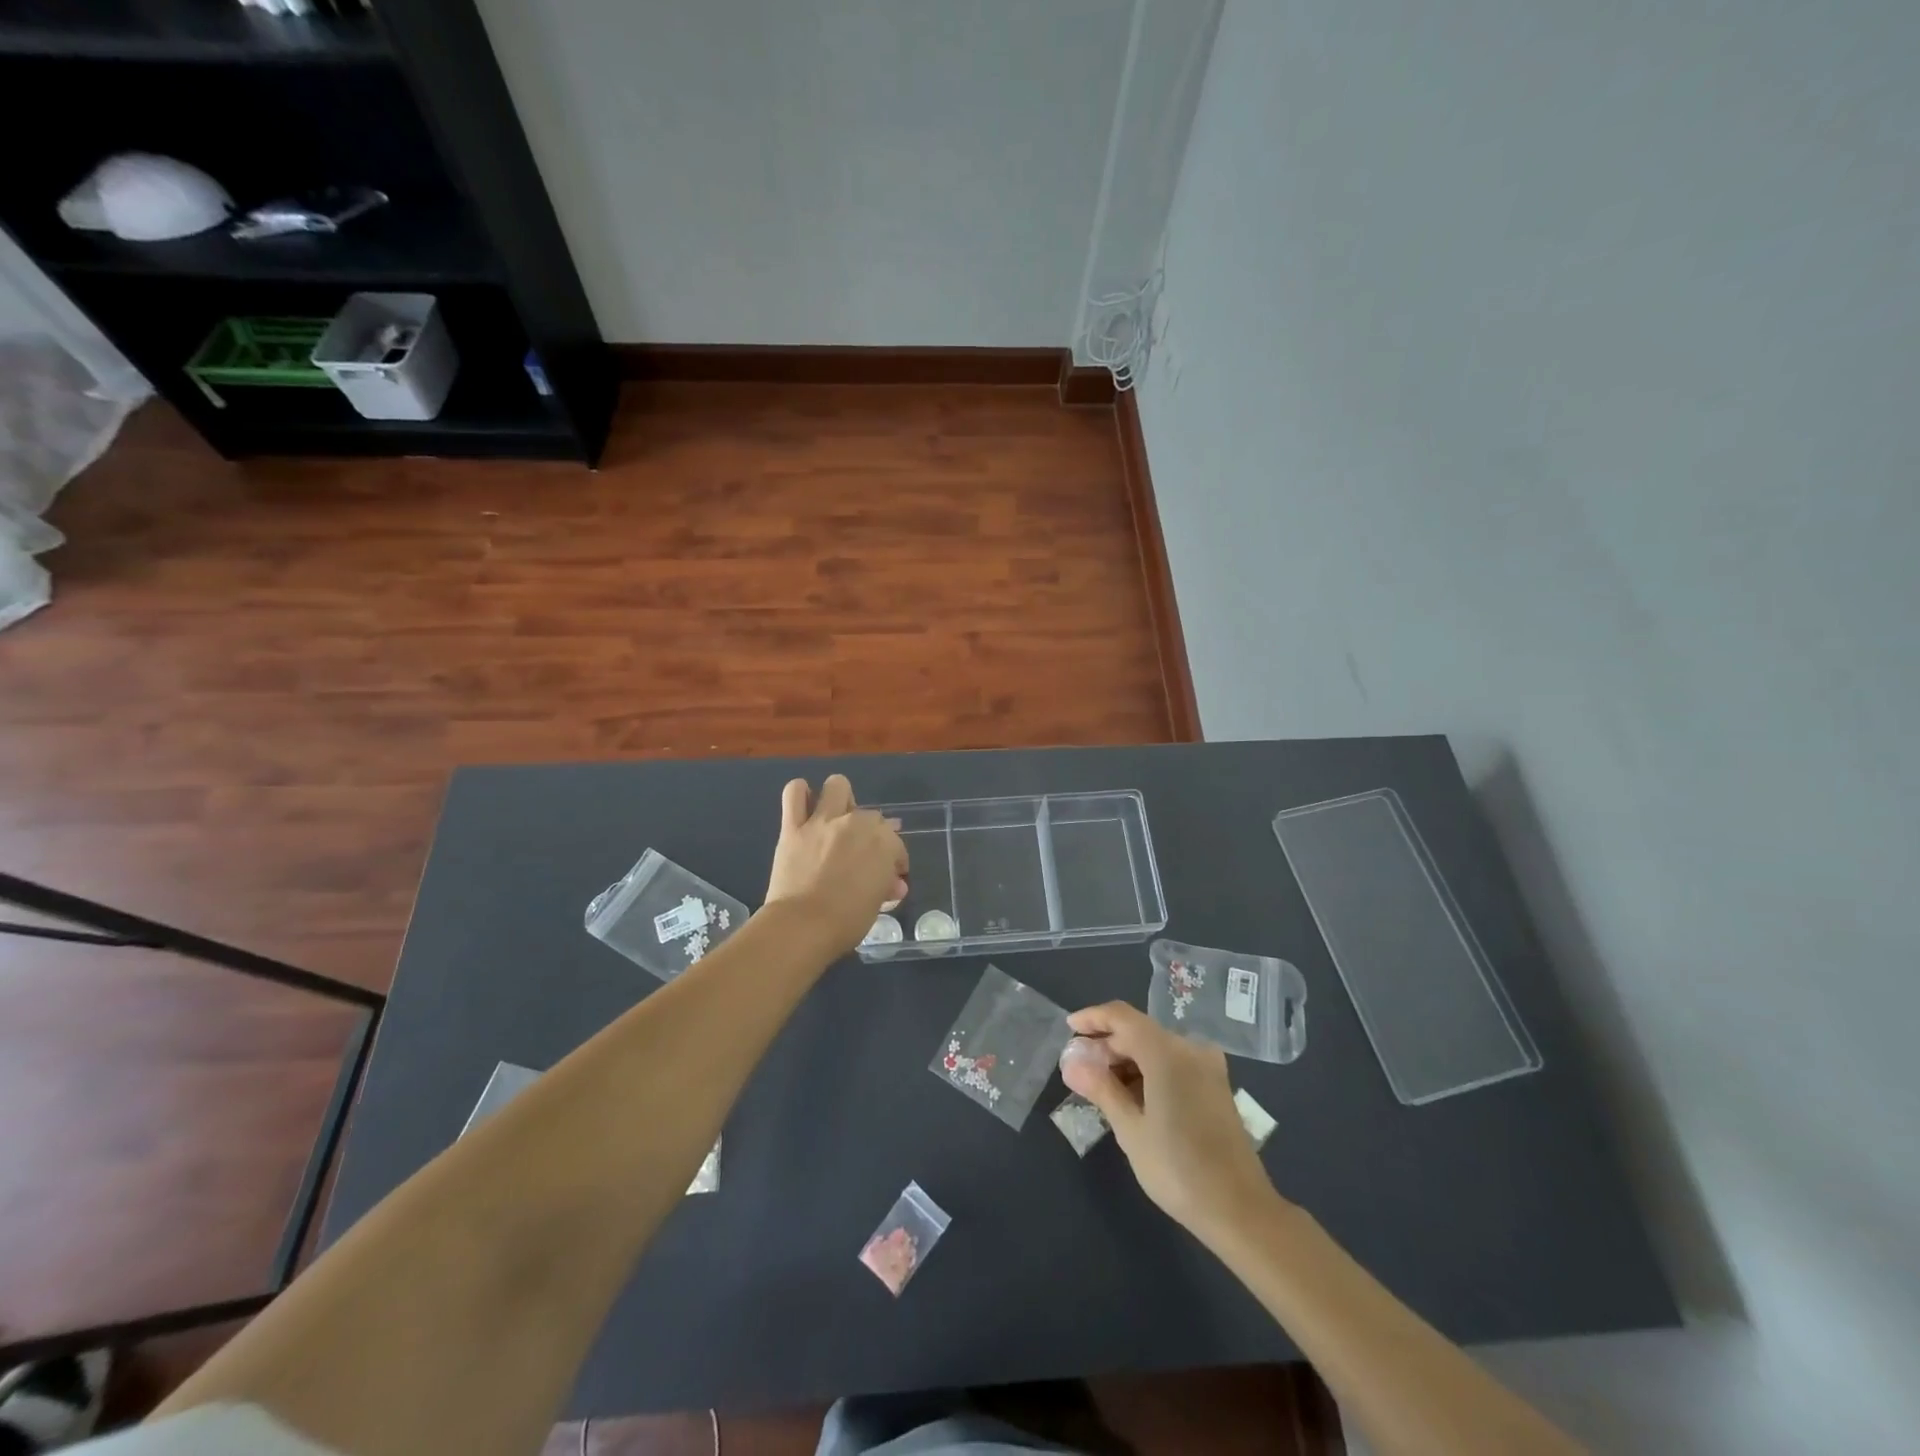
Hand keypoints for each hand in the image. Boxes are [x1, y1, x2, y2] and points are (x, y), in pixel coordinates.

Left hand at [764, 775, 908, 952]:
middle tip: (861, 853)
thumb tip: (894, 884)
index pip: (896, 843)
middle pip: (870, 815)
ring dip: (840, 798)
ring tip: (837, 817)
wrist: (802, 926)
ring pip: (837, 786)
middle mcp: (856, 823)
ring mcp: (823, 822)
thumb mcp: (877, 905)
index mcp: (882, 842)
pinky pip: (794, 794)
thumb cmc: (846, 922)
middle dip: (870, 832)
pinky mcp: (793, 827)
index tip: (890, 876)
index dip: (895, 860)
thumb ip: (885, 886)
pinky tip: (805, 804)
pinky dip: (800, 794)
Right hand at [1059, 1002, 1283, 1241]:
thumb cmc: (1178, 1169)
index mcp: (1167, 1052)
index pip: (1121, 1017)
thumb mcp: (1131, 1130)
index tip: (1068, 1030)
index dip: (1092, 1019)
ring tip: (1100, 1087)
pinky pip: (1173, 1063)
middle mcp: (1190, 1049)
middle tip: (1079, 1069)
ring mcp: (1207, 1067)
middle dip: (1107, 1045)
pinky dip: (1148, 1071)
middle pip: (1139, 1031)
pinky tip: (1131, 1097)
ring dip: (1126, 1060)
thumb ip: (1101, 1088)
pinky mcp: (1215, 1086)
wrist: (1241, 1211)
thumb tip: (1071, 1062)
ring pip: (1156, 1048)